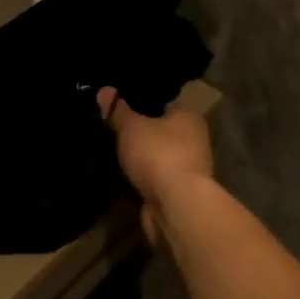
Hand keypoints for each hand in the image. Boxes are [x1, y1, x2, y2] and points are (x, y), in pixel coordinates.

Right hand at [97, 88, 215, 243]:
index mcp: (189, 117)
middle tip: (112, 129)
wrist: (176, 208)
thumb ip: (117, 110)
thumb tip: (104, 90)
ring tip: (113, 153)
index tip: (120, 105)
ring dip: (141, 160)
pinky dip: (142, 180)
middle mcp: (194, 141)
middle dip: (141, 133)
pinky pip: (155, 180)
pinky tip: (122, 177)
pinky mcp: (179, 195)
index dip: (142, 103)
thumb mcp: (130, 126)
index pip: (164, 103)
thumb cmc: (158, 154)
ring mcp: (188, 170)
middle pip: (161, 131)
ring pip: (158, 157)